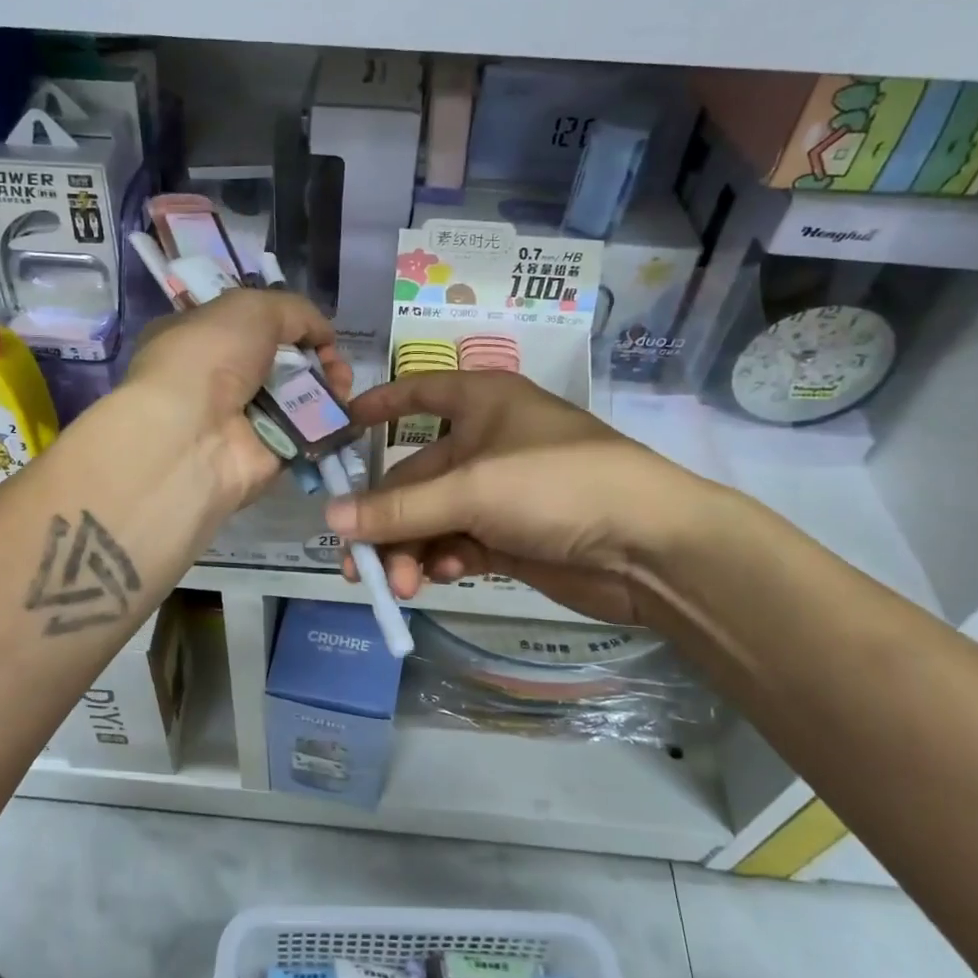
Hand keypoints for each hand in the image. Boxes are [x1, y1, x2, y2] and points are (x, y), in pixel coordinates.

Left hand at [121, 288, 350, 508]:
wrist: (194, 434)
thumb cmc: (210, 358)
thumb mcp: (251, 308)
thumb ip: (294, 312)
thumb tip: (323, 334)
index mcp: (201, 340)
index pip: (253, 329)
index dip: (291, 326)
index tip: (317, 332)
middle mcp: (220, 381)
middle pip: (284, 365)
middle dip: (318, 359)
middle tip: (335, 363)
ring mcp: (245, 421)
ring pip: (301, 399)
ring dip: (330, 388)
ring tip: (342, 385)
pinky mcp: (269, 455)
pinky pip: (309, 433)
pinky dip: (332, 422)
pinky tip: (349, 410)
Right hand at [328, 371, 722, 624]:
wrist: (648, 546)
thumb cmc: (555, 485)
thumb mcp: (471, 489)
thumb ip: (398, 507)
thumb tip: (329, 519)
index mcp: (481, 403)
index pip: (418, 392)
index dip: (377, 406)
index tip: (336, 432)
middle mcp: (486, 442)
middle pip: (415, 477)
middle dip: (387, 521)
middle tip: (358, 566)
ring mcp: (499, 493)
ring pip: (433, 518)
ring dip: (412, 550)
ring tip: (402, 585)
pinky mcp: (511, 537)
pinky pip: (458, 544)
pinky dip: (445, 560)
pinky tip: (444, 577)